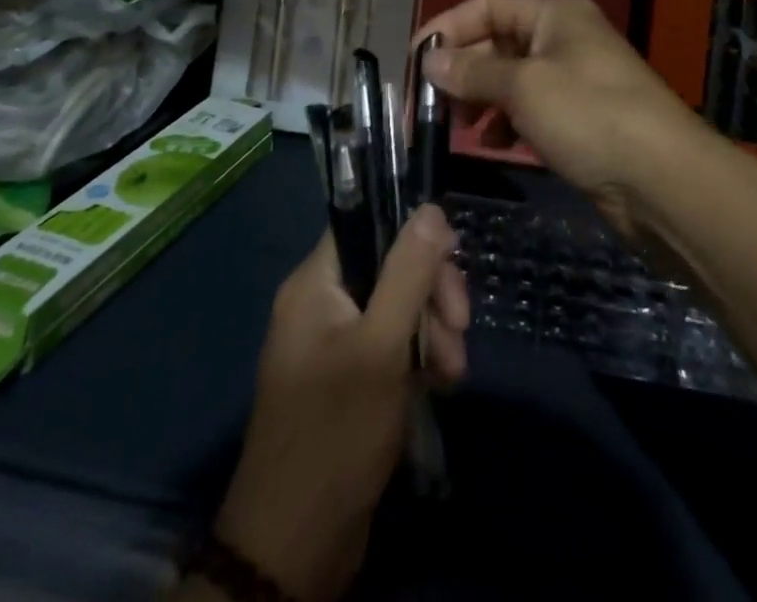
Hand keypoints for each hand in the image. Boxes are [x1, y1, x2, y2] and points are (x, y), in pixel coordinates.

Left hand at [213, 206, 468, 601]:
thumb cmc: (336, 433)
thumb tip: (430, 209)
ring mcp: (334, 344)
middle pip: (388, 266)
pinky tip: (442, 384)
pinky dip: (419, 358)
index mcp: (315, 285)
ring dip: (433, 330)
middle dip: (431, 292)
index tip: (453, 257)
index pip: (367, 223)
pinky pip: (390, 345)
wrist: (295, 547)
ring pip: (396, 307)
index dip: (412, 231)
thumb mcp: (381, 347)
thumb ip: (408, 273)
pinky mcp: (348, 380)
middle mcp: (320, 305)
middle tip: (461, 326)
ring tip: (454, 372)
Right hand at [419, 0, 706, 237]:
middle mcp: (564, 38)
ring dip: (481, 99)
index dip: (449, 27)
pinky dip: (507, 122)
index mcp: (555, 13)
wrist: (663, 180)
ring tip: (457, 127)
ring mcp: (574, 79)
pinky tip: (492, 143)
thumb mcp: (524, 87)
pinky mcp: (580, 118)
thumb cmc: (589, 115)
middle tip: (430, 105)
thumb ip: (473, 72)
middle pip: (498, 43)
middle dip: (462, 71)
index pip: (488, 5)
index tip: (416, 61)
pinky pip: (530, 109)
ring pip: (512, 80)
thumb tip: (430, 61)